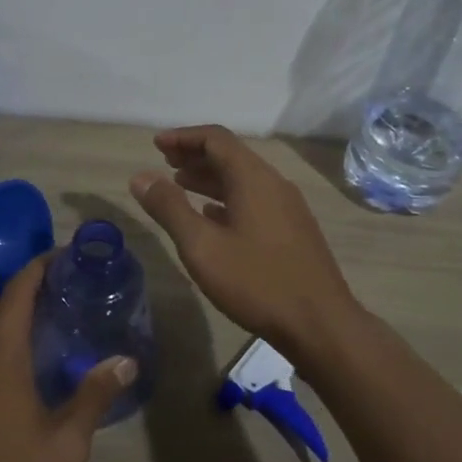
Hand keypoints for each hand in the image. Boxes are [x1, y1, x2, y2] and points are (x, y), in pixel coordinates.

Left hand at [0, 257, 136, 461]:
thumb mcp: (66, 443)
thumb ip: (94, 397)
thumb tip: (125, 361)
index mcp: (0, 358)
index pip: (16, 294)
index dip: (37, 268)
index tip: (62, 255)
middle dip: (27, 290)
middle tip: (65, 290)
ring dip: (11, 317)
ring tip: (50, 323)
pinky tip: (24, 365)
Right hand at [130, 125, 359, 361]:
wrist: (320, 325)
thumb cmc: (256, 282)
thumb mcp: (202, 246)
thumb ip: (169, 208)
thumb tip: (141, 176)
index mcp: (253, 178)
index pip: (216, 139)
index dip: (183, 137)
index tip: (156, 144)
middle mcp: (273, 184)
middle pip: (231, 156)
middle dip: (195, 155)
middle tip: (164, 162)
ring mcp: (287, 208)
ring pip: (243, 180)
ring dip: (210, 178)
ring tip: (180, 186)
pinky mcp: (293, 231)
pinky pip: (254, 201)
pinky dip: (227, 199)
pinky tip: (212, 217)